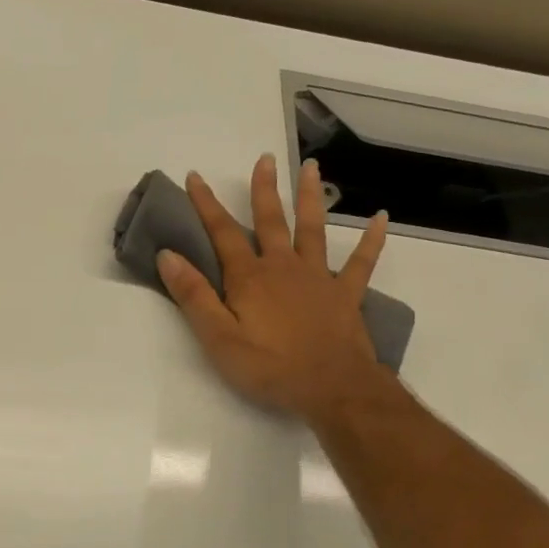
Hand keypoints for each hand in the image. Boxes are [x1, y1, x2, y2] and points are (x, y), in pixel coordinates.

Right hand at [157, 155, 391, 425]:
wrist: (333, 389)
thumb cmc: (269, 367)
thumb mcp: (218, 337)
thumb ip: (193, 295)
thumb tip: (167, 255)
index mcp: (249, 278)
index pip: (222, 233)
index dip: (206, 204)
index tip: (195, 176)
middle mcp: (283, 267)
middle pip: (270, 221)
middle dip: (263, 189)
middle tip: (264, 158)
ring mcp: (318, 278)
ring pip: (313, 229)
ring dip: (311, 197)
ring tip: (312, 167)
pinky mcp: (346, 294)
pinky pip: (361, 262)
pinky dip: (371, 240)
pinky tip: (381, 218)